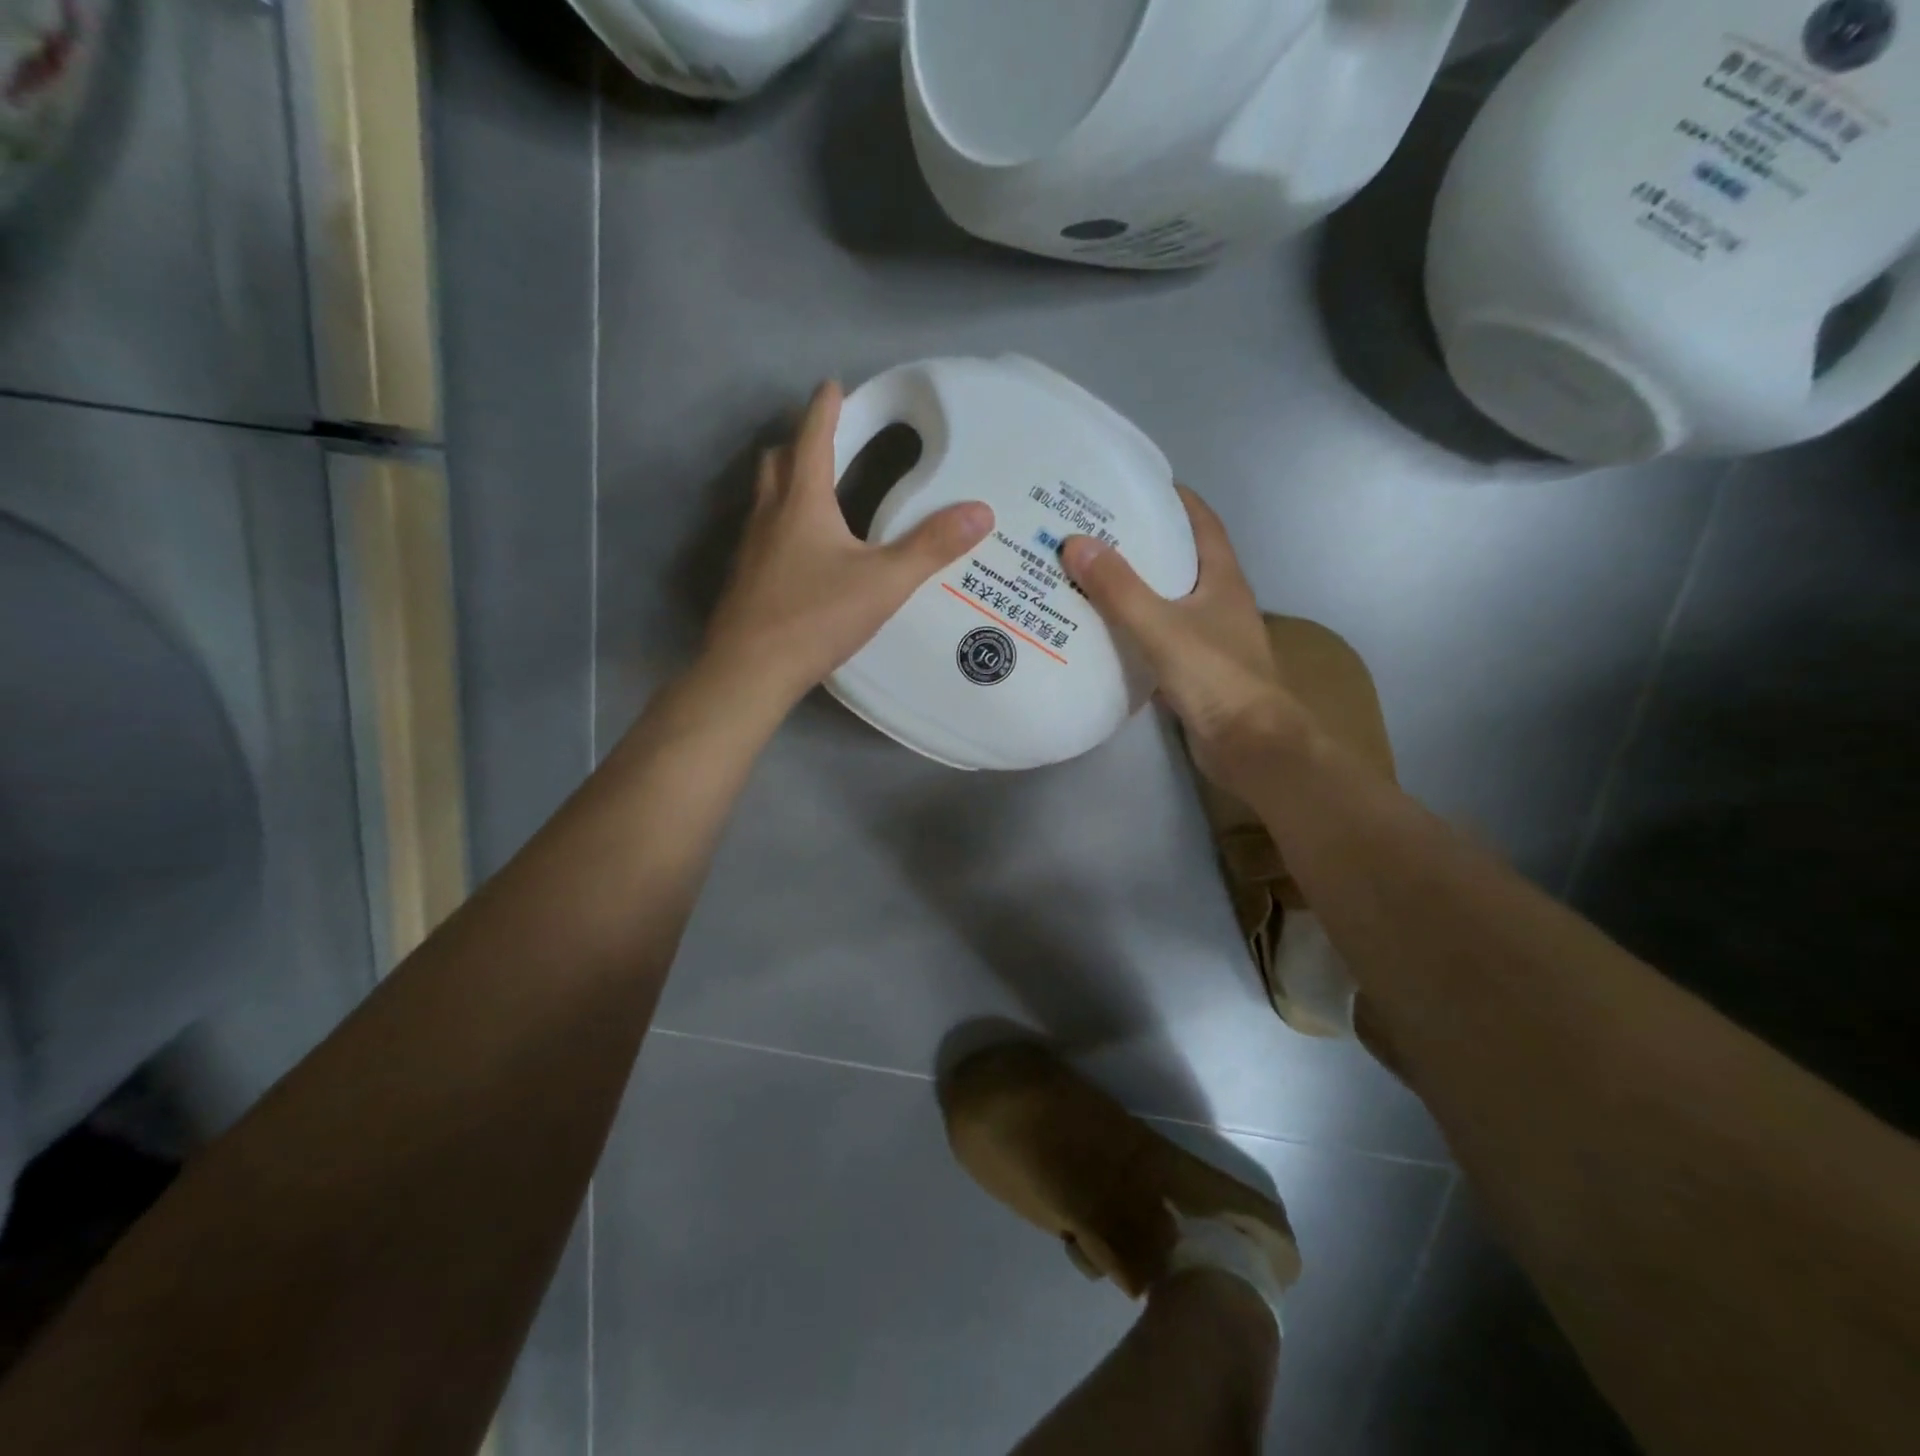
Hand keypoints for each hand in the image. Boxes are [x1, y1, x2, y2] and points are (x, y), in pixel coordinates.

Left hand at [702, 381, 994, 712]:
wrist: (750, 670)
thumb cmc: (816, 617)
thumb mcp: (884, 582)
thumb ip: (931, 547)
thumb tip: (981, 511)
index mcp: (802, 502)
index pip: (812, 437)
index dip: (825, 408)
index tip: (834, 385)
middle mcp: (769, 515)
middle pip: (778, 461)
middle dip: (801, 442)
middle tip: (827, 440)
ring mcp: (750, 548)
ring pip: (765, 498)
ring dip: (787, 482)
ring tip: (817, 491)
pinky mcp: (745, 580)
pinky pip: (763, 534)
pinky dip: (781, 523)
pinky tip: (802, 552)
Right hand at [1061, 487, 1304, 796]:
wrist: (1250, 746)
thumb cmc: (1216, 677)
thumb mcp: (1162, 626)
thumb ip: (1119, 589)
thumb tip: (1075, 542)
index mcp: (1221, 579)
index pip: (1201, 522)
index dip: (1174, 499)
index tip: (1132, 485)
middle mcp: (1217, 602)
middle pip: (1178, 561)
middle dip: (1140, 544)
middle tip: (1091, 533)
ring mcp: (1206, 639)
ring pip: (1164, 603)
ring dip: (1131, 590)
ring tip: (1084, 577)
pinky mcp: (1192, 672)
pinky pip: (1154, 640)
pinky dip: (1130, 632)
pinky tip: (1097, 633)